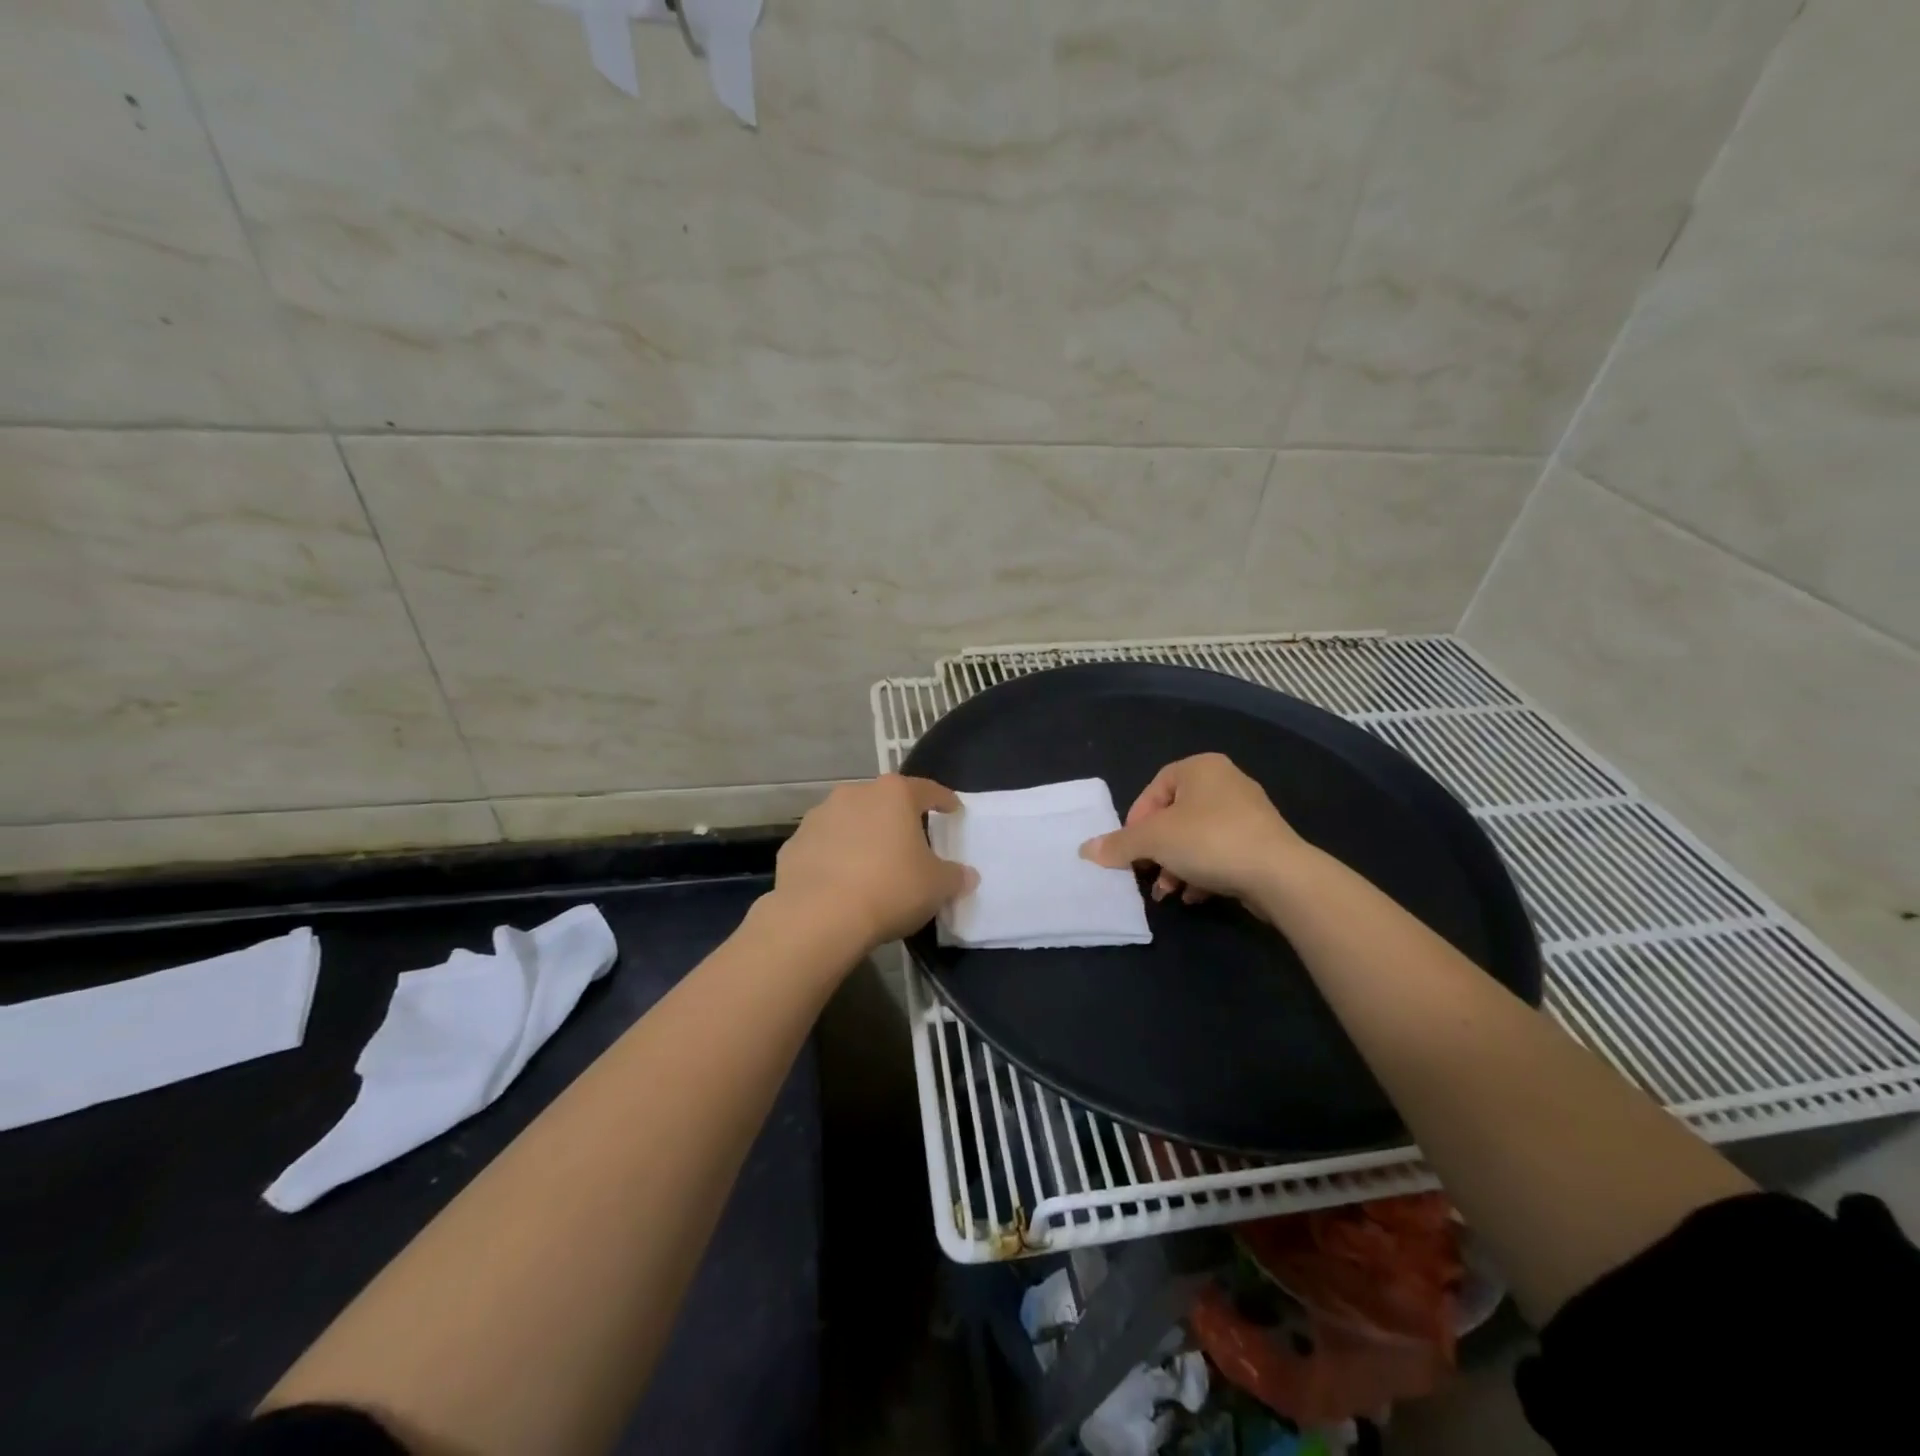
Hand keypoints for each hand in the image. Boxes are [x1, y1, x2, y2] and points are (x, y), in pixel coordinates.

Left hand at [769, 775, 975, 950]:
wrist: (818, 917)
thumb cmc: (889, 889)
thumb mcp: (937, 887)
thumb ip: (955, 876)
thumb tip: (967, 876)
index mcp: (894, 795)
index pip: (927, 790)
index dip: (943, 800)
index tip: (953, 810)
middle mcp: (854, 795)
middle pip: (884, 802)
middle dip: (897, 819)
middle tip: (910, 843)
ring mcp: (819, 817)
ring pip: (850, 821)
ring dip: (862, 836)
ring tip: (872, 865)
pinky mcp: (793, 844)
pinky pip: (823, 847)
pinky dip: (834, 858)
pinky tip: (840, 883)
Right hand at [1080, 753, 1303, 906]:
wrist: (1279, 875)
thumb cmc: (1209, 841)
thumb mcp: (1153, 841)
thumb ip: (1118, 844)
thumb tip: (1085, 850)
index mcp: (1201, 768)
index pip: (1155, 788)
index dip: (1137, 820)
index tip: (1131, 848)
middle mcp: (1226, 782)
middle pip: (1174, 817)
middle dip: (1156, 851)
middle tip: (1147, 873)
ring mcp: (1248, 813)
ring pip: (1196, 838)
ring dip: (1176, 866)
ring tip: (1169, 892)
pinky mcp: (1262, 843)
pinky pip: (1220, 853)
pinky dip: (1203, 873)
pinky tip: (1195, 896)